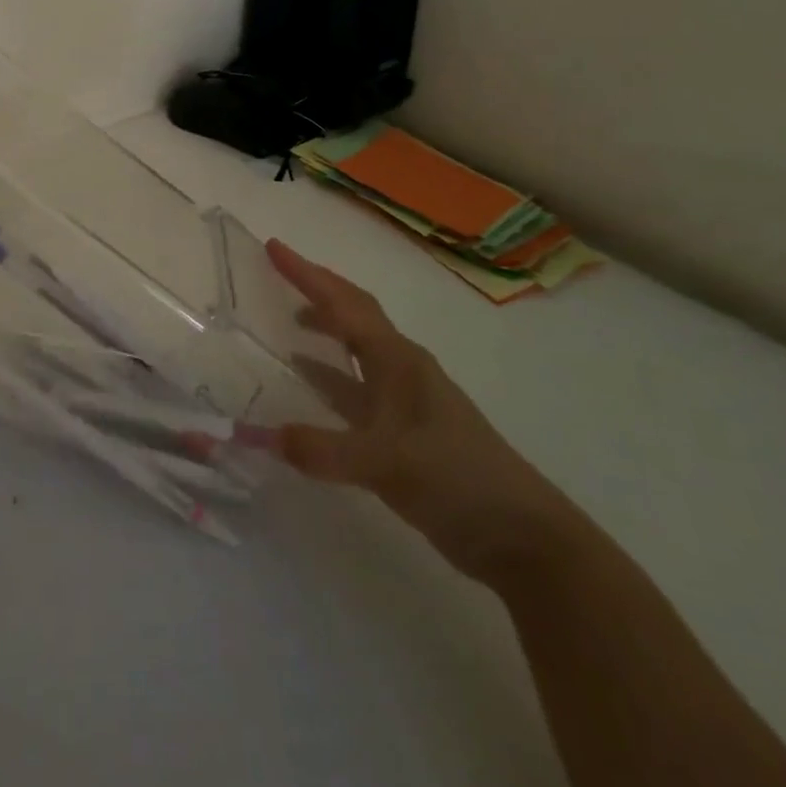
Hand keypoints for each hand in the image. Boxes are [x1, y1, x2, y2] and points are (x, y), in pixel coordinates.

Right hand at [266, 239, 591, 587]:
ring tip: (288, 324)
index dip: (308, 275)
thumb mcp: (386, 463)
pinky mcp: (404, 433)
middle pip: (355, 315)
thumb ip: (321, 448)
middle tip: (279, 274)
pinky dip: (329, 378)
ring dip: (326, 331)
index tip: (274, 247)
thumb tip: (262, 436)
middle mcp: (402, 370)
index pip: (345, 304)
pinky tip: (309, 386)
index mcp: (399, 361)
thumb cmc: (458, 479)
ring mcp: (405, 402)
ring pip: (357, 351)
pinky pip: (356, 389)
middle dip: (319, 290)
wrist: (524, 539)